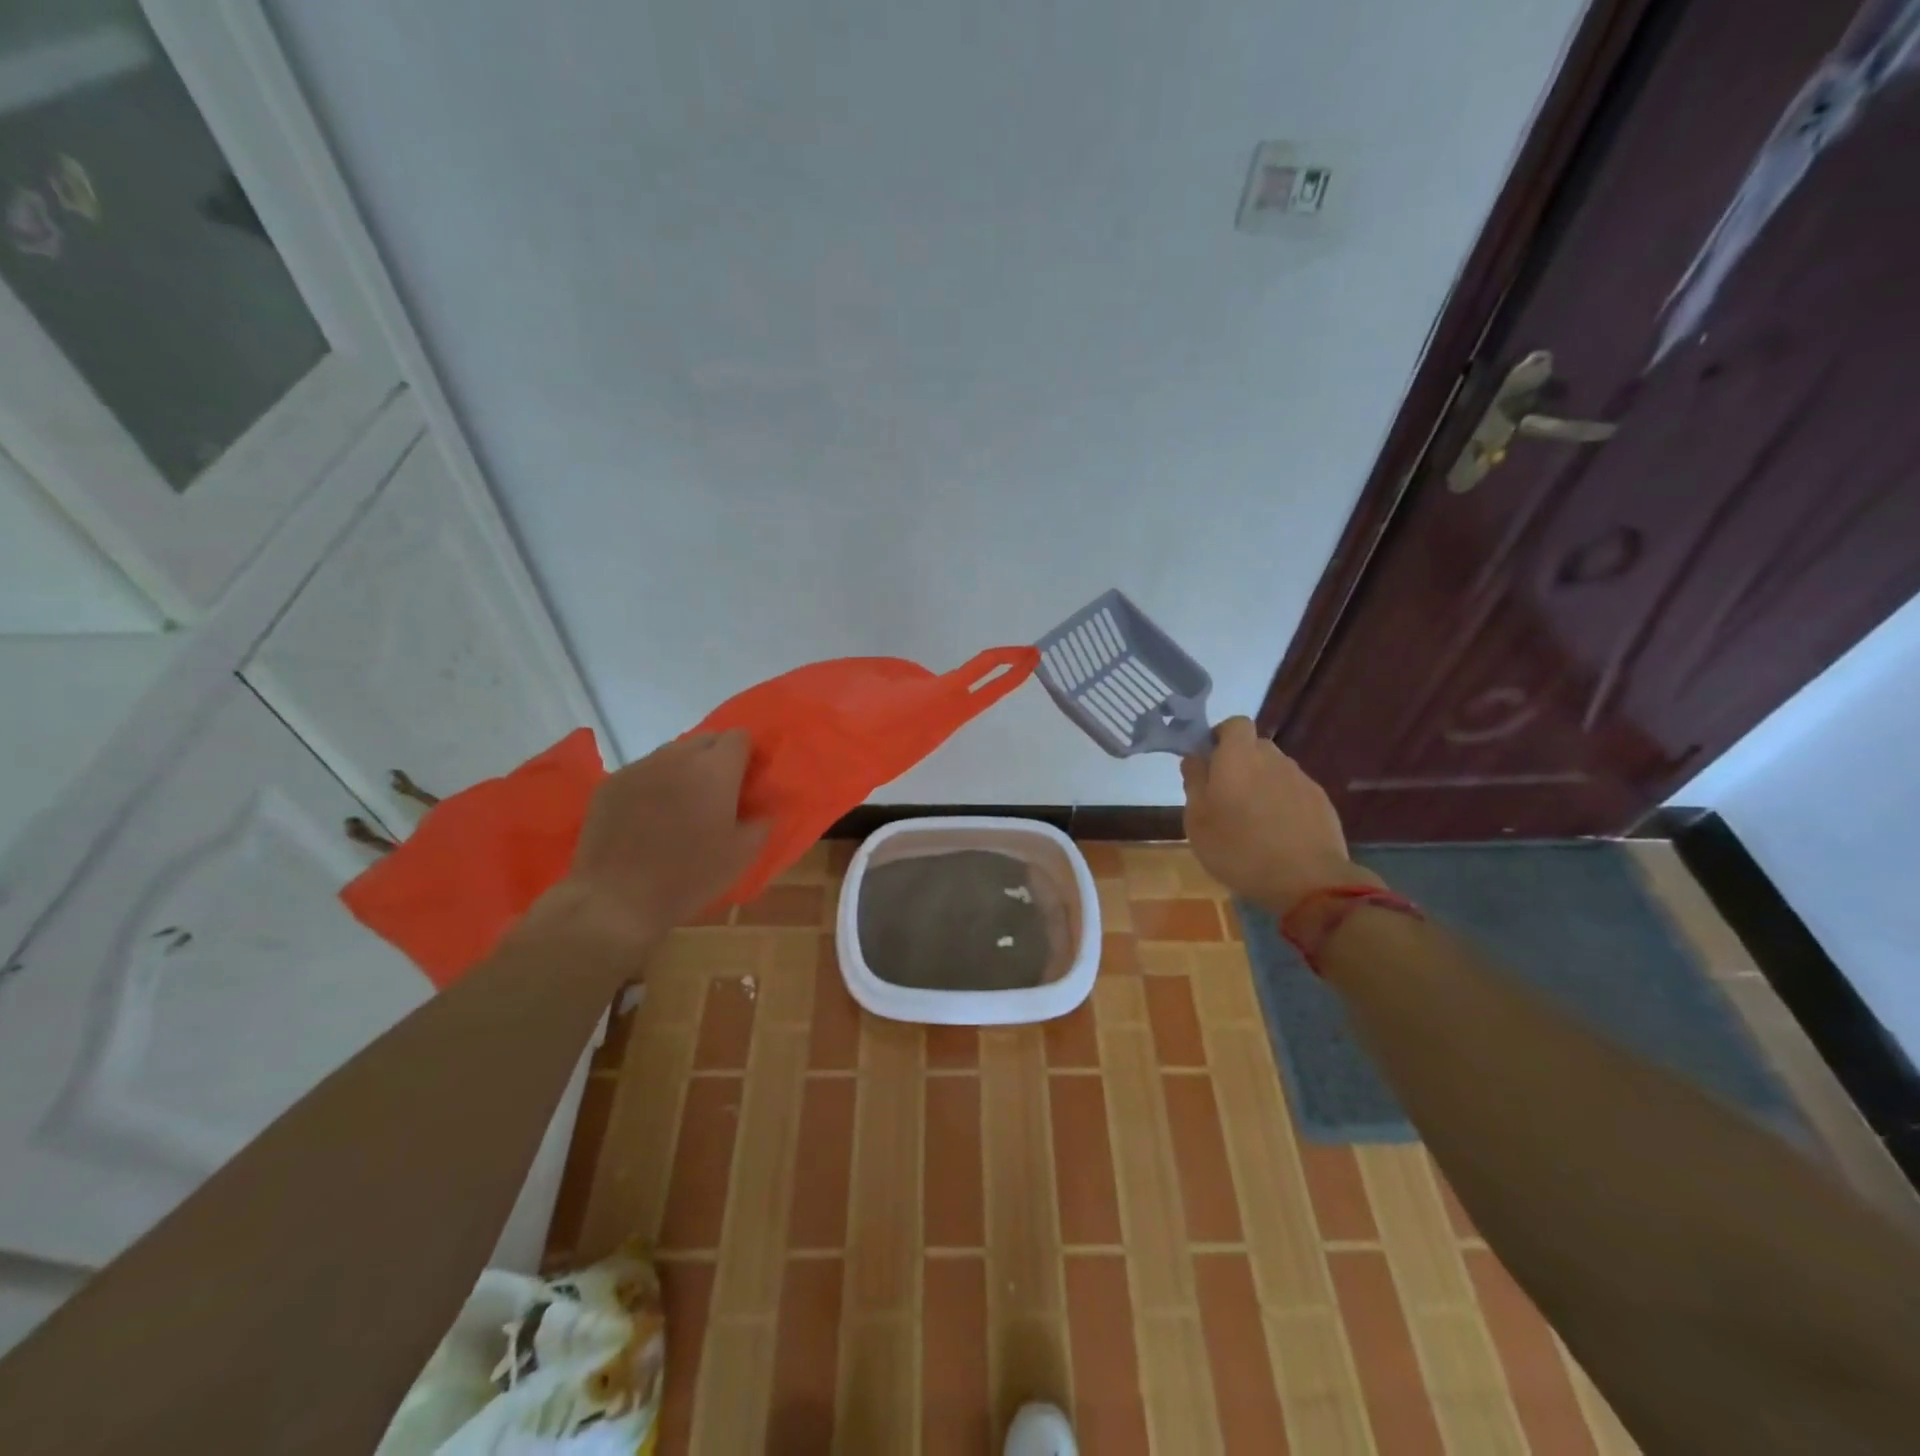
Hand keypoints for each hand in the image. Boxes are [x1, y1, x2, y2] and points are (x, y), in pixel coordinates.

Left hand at [540, 729, 767, 948]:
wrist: (617, 898)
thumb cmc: (689, 876)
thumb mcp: (742, 855)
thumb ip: (761, 823)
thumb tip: (762, 810)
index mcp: (716, 768)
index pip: (738, 736)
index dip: (746, 756)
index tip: (746, 782)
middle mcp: (678, 756)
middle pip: (705, 739)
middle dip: (716, 759)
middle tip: (717, 795)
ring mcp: (640, 767)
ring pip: (672, 754)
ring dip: (684, 770)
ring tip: (681, 806)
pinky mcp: (611, 783)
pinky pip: (643, 772)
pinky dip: (653, 785)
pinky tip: (649, 817)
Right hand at [1181, 717, 1378, 914]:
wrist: (1307, 880)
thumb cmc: (1238, 848)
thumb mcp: (1197, 820)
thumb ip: (1194, 782)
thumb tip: (1194, 758)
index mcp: (1238, 757)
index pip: (1234, 724)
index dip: (1221, 736)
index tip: (1209, 760)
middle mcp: (1272, 759)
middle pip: (1255, 747)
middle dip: (1240, 762)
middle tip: (1225, 795)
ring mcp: (1301, 779)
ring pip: (1275, 770)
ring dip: (1262, 784)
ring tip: (1252, 819)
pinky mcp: (1321, 802)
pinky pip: (1294, 792)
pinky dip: (1282, 803)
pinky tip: (1277, 833)